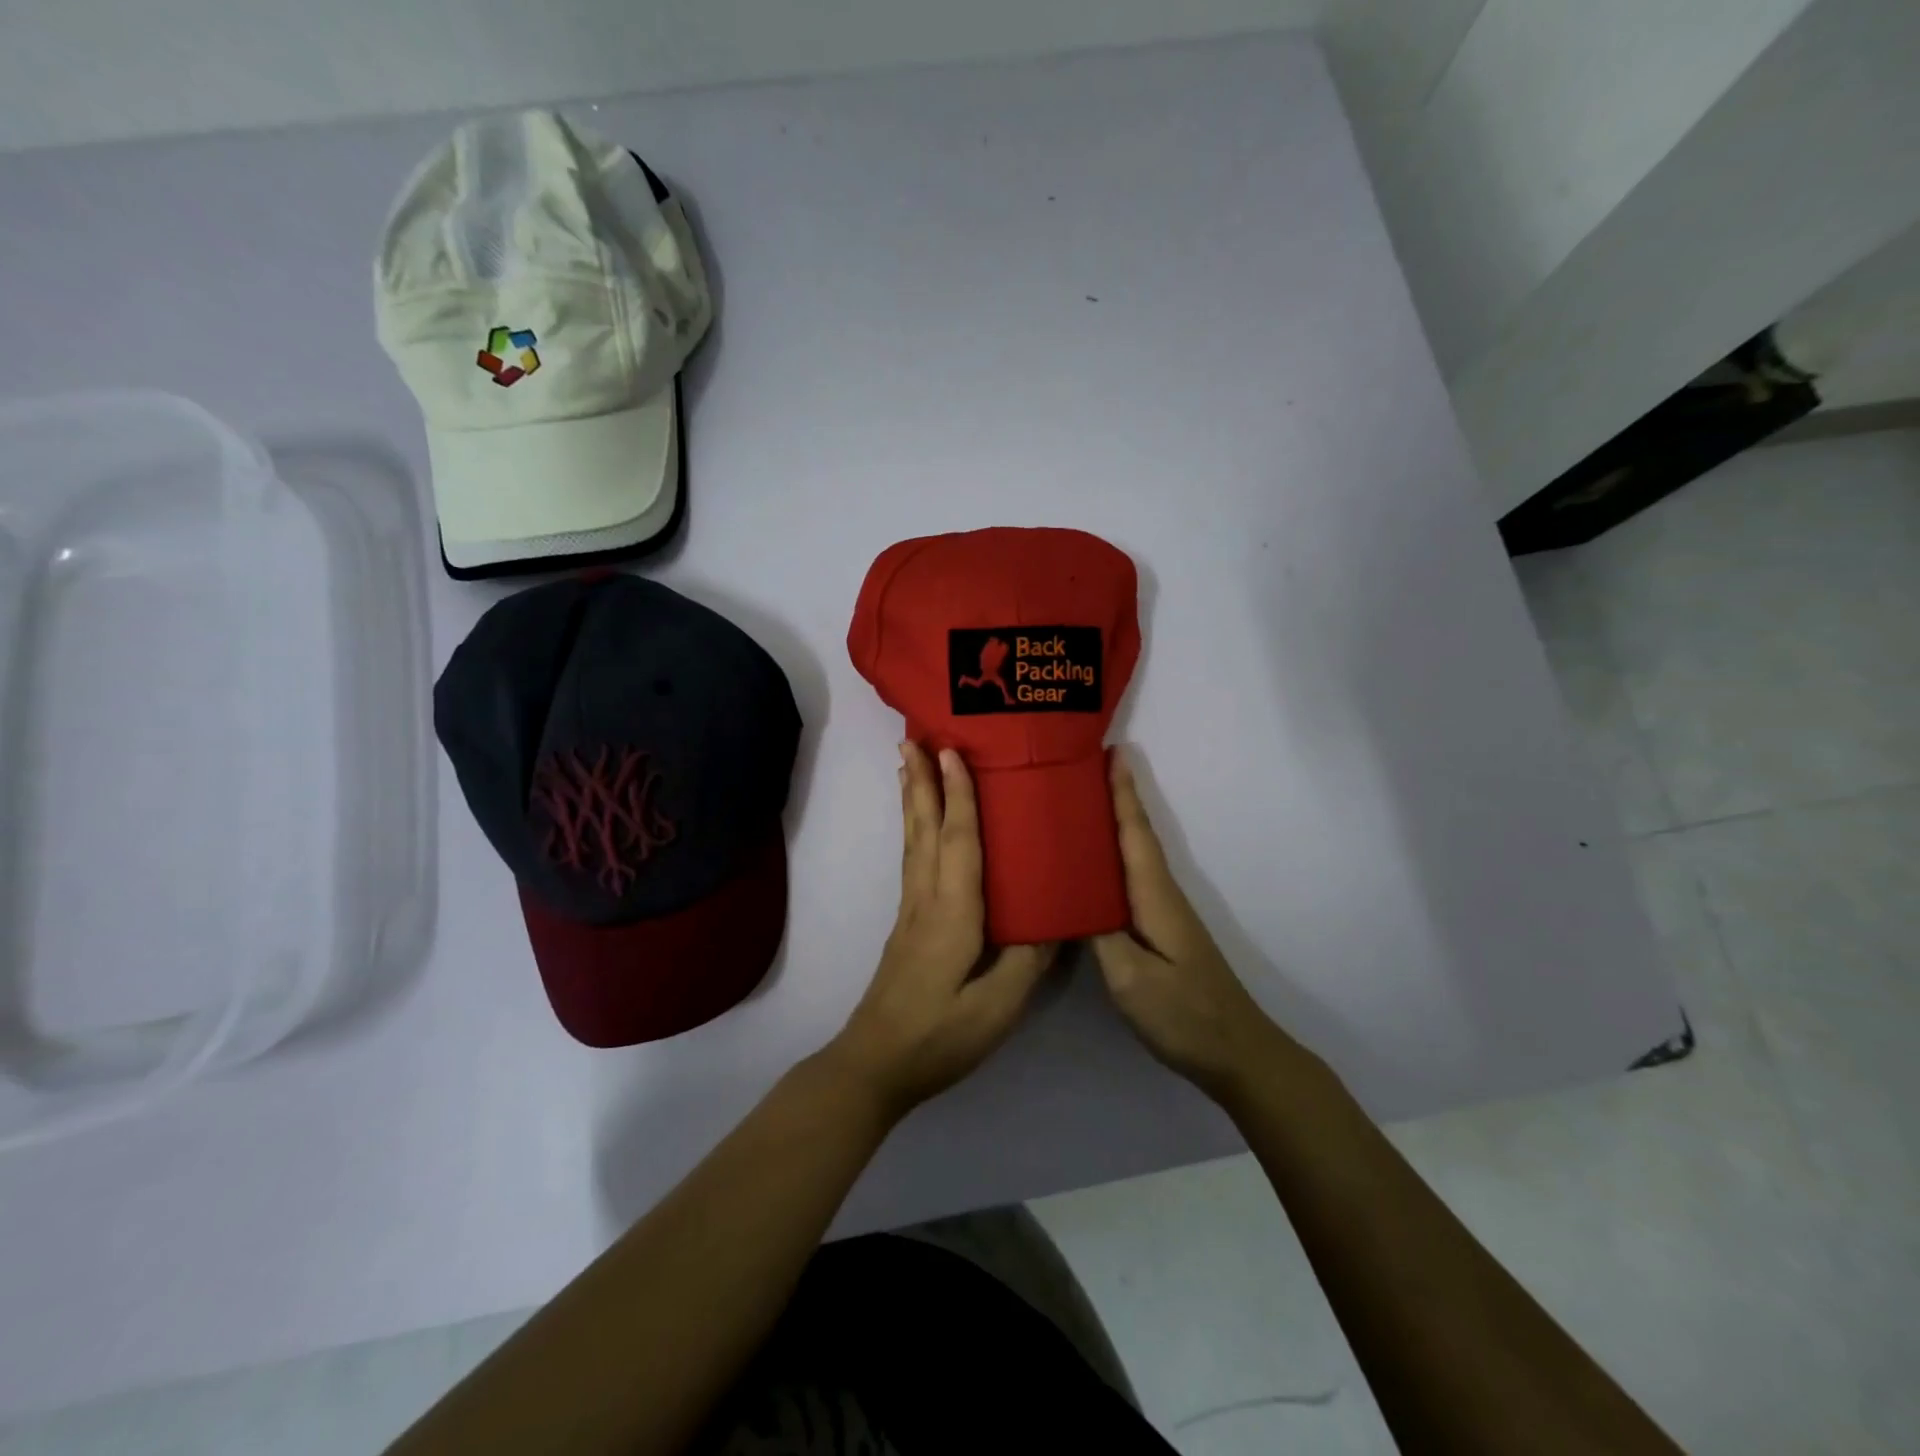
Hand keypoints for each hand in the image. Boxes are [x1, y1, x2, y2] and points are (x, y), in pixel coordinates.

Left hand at [828, 742, 1055, 1117]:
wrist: (876, 1064)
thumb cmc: (940, 1036)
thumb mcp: (998, 1007)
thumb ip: (1028, 958)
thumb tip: (1056, 914)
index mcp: (952, 913)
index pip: (957, 841)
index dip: (957, 795)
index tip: (951, 751)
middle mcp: (926, 900)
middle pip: (924, 829)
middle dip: (920, 780)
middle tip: (912, 737)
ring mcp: (912, 910)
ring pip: (913, 841)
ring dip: (912, 798)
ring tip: (908, 763)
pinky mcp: (909, 924)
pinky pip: (912, 859)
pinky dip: (914, 828)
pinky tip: (919, 824)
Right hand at [1091, 749, 1296, 1104]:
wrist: (1236, 1053)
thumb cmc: (1184, 1013)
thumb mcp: (1131, 979)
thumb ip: (1098, 933)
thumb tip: (1070, 896)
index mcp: (1154, 897)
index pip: (1135, 833)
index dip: (1122, 793)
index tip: (1111, 752)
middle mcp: (1161, 895)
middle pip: (1136, 835)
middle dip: (1115, 797)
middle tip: (1082, 767)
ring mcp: (1163, 914)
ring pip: (1134, 855)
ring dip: (1115, 823)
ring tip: (1081, 802)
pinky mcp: (1160, 931)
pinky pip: (1131, 879)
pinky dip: (1115, 856)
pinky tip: (1094, 864)